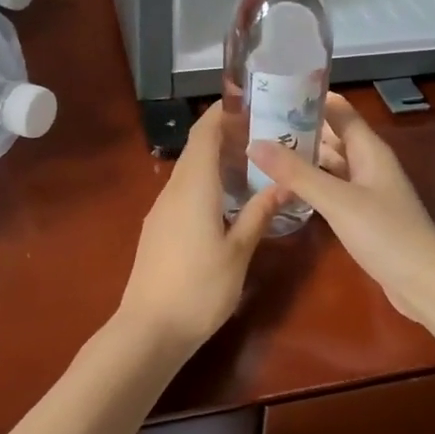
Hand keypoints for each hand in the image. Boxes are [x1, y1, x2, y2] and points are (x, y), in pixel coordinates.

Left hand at [117, 102, 282, 354]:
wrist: (149, 329)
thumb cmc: (200, 288)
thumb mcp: (238, 251)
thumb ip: (259, 213)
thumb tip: (285, 185)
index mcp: (193, 186)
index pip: (204, 133)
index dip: (223, 113)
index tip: (250, 104)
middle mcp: (173, 190)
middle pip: (196, 148)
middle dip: (225, 135)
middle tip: (263, 137)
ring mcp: (161, 210)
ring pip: (189, 171)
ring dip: (216, 161)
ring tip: (251, 167)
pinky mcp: (157, 228)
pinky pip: (183, 191)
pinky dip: (205, 183)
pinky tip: (227, 201)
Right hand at [249, 92, 434, 326]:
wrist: (425, 284)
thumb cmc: (386, 234)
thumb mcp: (337, 201)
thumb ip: (297, 173)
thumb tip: (254, 143)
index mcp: (368, 149)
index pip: (338, 110)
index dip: (309, 98)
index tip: (272, 90)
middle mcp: (368, 163)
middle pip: (331, 135)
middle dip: (298, 127)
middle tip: (255, 123)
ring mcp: (366, 190)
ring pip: (330, 163)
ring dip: (302, 157)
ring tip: (262, 150)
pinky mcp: (362, 214)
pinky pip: (331, 188)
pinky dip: (310, 184)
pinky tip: (284, 188)